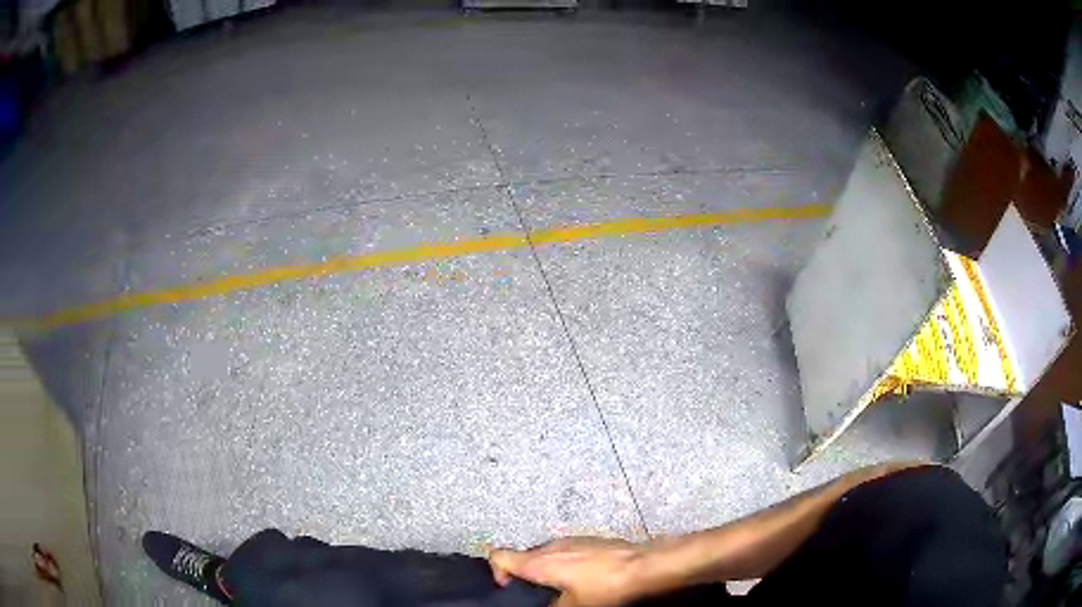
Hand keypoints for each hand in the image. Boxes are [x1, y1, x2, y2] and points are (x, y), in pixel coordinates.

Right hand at [489, 537, 649, 606]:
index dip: (497, 572)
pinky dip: (566, 564)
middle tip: (538, 596)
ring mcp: (572, 540)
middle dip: (526, 576)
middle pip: (523, 556)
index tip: (508, 589)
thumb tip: (546, 606)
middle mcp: (551, 546)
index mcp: (540, 561)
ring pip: (547, 554)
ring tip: (563, 589)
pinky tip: (585, 579)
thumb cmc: (607, 586)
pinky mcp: (591, 540)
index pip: (499, 556)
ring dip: (547, 570)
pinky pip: (567, 551)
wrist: (646, 565)